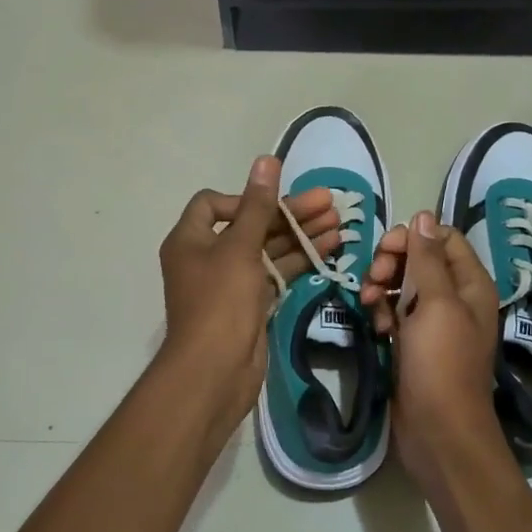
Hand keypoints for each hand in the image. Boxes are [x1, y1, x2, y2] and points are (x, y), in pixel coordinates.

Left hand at [158, 156, 341, 422]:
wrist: (215, 371)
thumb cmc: (220, 302)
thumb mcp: (239, 247)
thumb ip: (258, 205)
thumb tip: (266, 159)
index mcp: (190, 240)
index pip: (214, 204)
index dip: (245, 198)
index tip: (272, 204)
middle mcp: (207, 257)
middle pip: (251, 224)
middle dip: (289, 214)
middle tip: (331, 203)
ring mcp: (230, 283)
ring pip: (268, 249)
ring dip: (301, 235)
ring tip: (341, 223)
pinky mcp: (251, 304)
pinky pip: (276, 273)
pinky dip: (300, 260)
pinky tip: (330, 248)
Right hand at [361, 210, 504, 484]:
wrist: (438, 430)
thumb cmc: (441, 363)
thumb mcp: (436, 304)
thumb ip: (428, 259)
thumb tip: (423, 216)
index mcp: (470, 283)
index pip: (442, 238)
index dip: (413, 238)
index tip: (387, 252)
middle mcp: (455, 297)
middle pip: (419, 258)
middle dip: (392, 262)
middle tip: (373, 279)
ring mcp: (433, 321)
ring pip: (403, 284)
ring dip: (382, 287)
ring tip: (368, 303)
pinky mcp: (414, 342)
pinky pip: (395, 312)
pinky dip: (382, 312)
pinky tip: (376, 327)